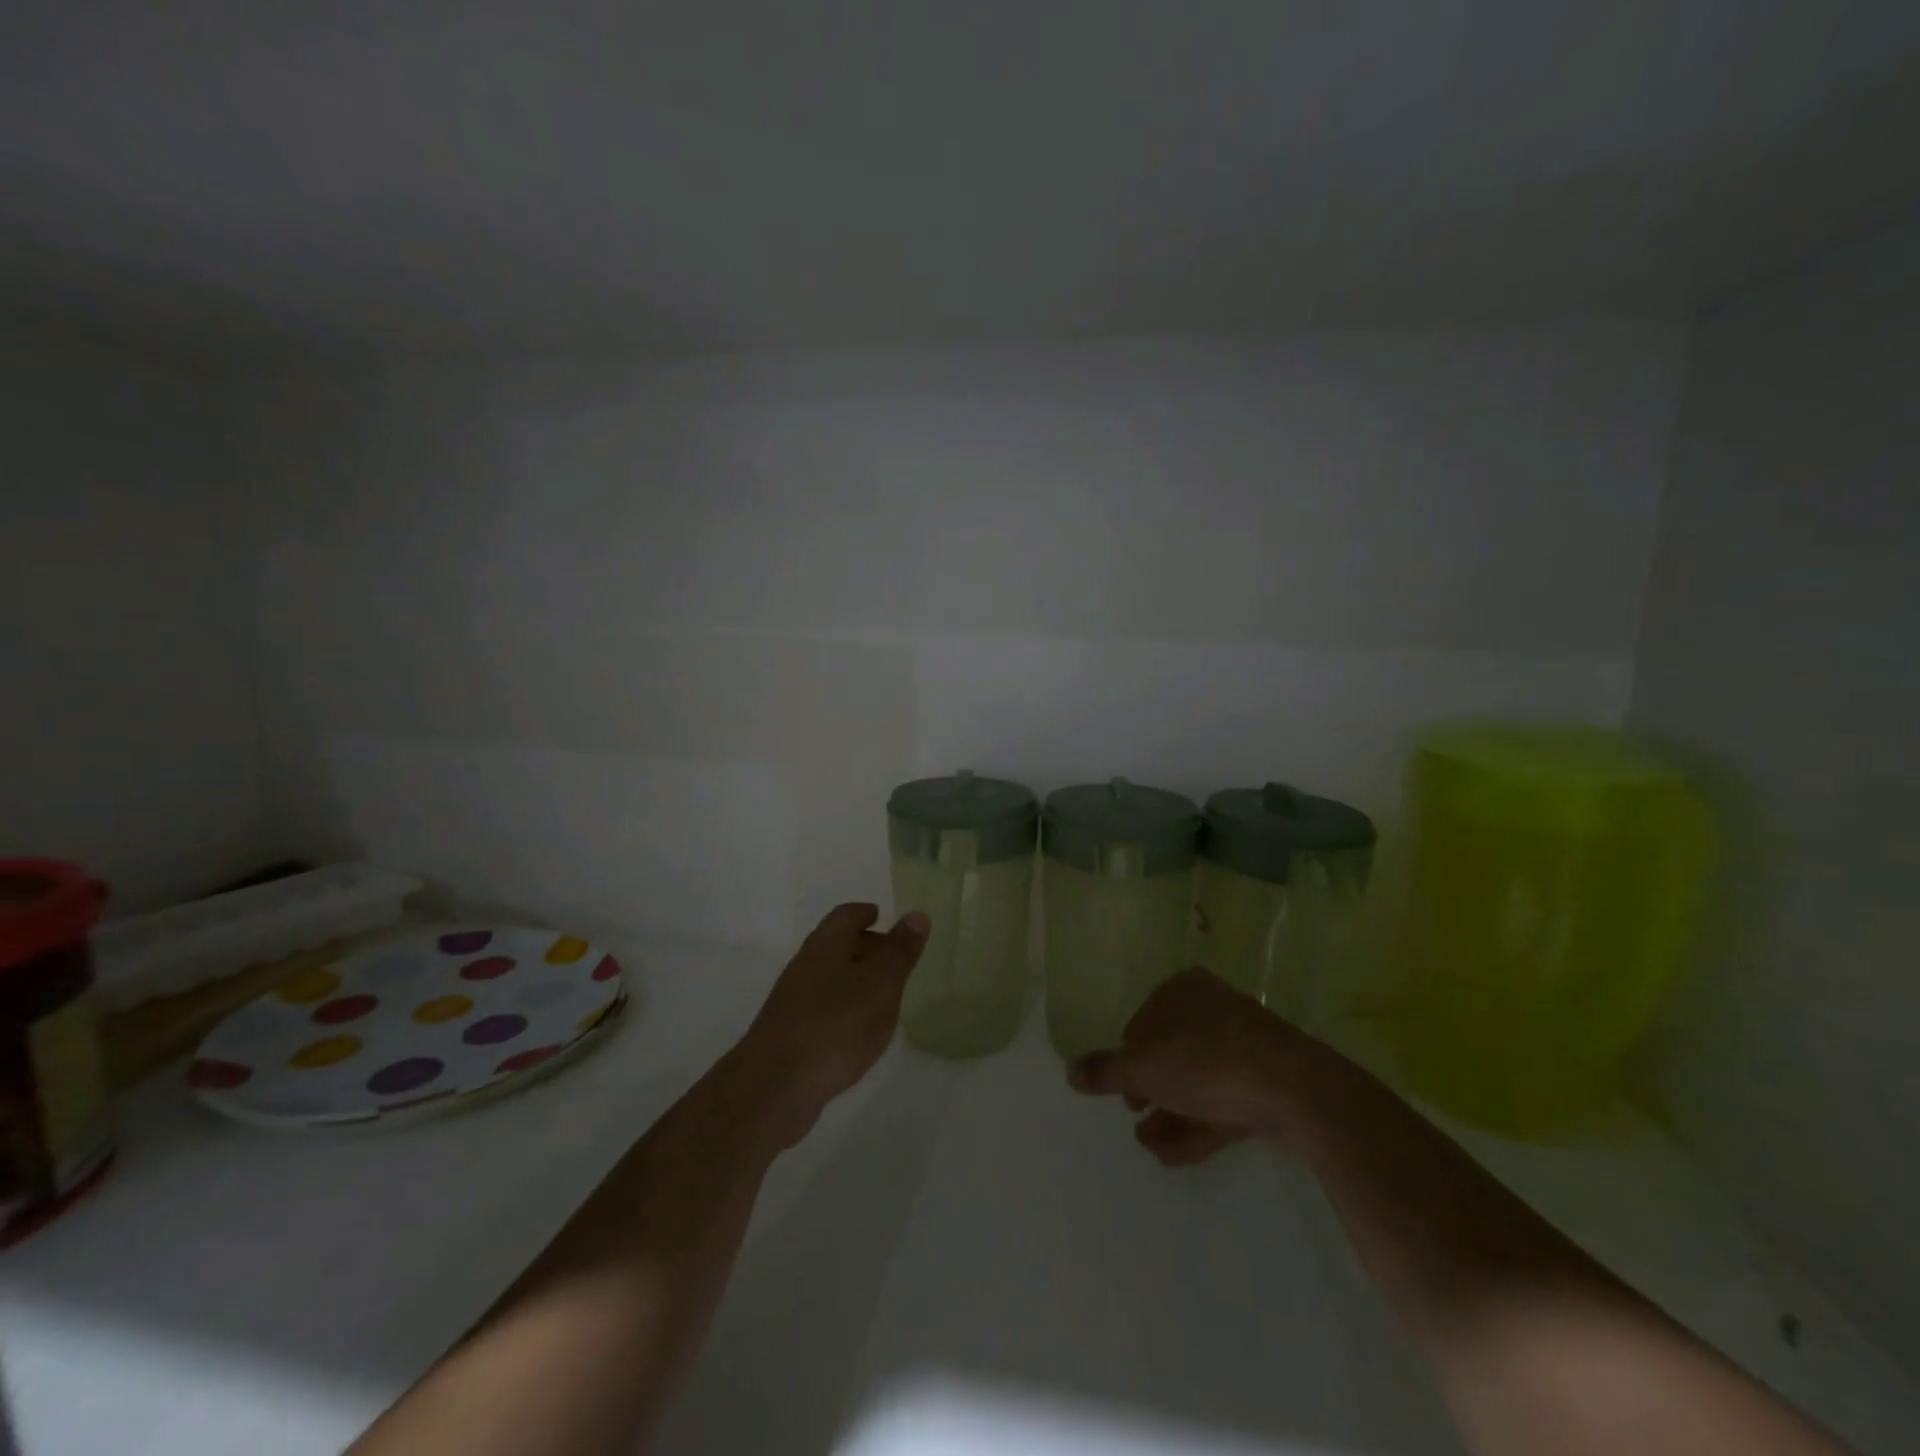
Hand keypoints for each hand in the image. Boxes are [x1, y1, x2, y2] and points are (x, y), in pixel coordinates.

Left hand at [737, 902, 928, 1144]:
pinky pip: (822, 1008)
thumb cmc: (836, 1025)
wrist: (774, 1086)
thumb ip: (900, 952)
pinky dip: (843, 1008)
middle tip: (892, 958)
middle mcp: (805, 966)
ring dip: (854, 980)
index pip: (846, 916)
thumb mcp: (880, 985)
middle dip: (863, 946)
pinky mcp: (789, 1034)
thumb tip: (917, 915)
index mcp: (825, 945)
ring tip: (882, 997)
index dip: (864, 913)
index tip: (881, 916)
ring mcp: (792, 1001)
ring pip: (828, 978)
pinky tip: (858, 1031)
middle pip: (835, 945)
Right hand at [1067, 967, 1330, 1166]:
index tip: (1121, 1090)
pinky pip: (1222, 1101)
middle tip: (1135, 1117)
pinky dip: (1197, 1125)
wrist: (1297, 1092)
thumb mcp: (1144, 1068)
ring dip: (1170, 1113)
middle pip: (1171, 1052)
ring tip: (1150, 1146)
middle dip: (1150, 1090)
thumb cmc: (1208, 1063)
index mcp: (1183, 990)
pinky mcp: (1266, 1081)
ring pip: (1196, 1081)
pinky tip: (1174, 1155)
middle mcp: (1213, 1009)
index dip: (1127, 1058)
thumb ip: (1105, 1071)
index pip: (1142, 1021)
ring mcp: (1244, 1045)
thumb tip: (1069, 1070)